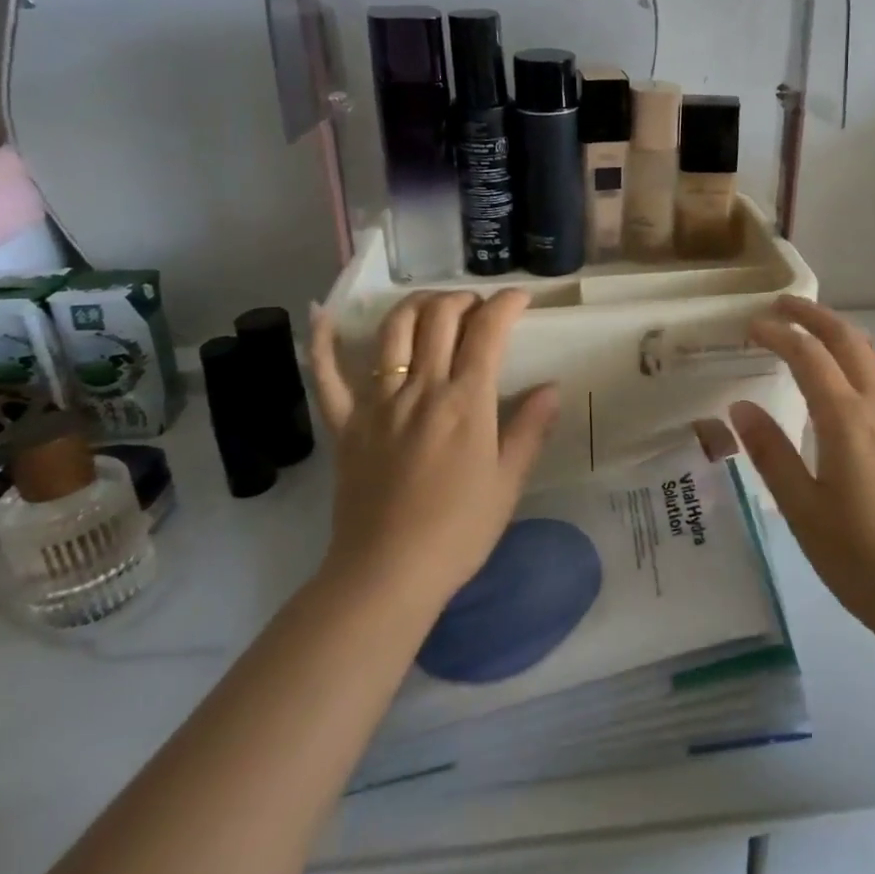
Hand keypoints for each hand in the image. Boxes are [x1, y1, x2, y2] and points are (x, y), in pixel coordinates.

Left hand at [307, 290, 559, 607]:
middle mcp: (421, 389)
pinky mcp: (345, 423)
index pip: (488, 331)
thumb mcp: (508, 482)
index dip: (506, 303)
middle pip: (439, 317)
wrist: (387, 574)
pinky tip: (324, 313)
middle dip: (463, 299)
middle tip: (479, 309)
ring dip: (416, 305)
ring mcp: (377, 402)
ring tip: (434, 307)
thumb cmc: (458, 531)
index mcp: (465, 401)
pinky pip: (326, 374)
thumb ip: (530, 429)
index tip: (520, 299)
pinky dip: (323, 340)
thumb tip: (551, 388)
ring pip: (392, 331)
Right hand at [730, 296, 874, 650]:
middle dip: (813, 315)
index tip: (750, 326)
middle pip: (847, 338)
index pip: (808, 355)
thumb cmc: (861, 557)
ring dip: (841, 332)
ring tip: (812, 331)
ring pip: (873, 353)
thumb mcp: (803, 511)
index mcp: (847, 419)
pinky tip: (852, 377)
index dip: (778, 334)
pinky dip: (862, 356)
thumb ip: (771, 453)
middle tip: (781, 305)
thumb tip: (741, 407)